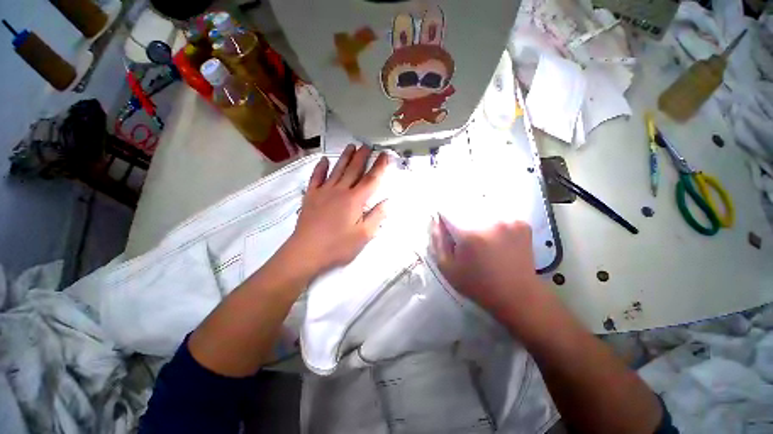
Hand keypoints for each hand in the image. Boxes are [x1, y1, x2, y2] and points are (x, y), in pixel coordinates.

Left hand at [283, 144, 388, 277]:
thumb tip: (387, 202)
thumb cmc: (338, 246)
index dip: (380, 167)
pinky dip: (320, 168)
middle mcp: (340, 191)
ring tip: (351, 146)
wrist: (306, 252)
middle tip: (368, 145)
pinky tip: (324, 160)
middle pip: (354, 170)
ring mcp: (324, 192)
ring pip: (337, 170)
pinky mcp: (311, 196)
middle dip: (362, 156)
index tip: (385, 155)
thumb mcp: (363, 236)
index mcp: (355, 200)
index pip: (371, 179)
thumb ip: (376, 217)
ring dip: (345, 157)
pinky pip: (316, 178)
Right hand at [430, 217, 547, 321]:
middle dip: (461, 218)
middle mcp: (490, 222)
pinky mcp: (522, 224)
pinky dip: (495, 221)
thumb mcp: (447, 268)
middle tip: (466, 238)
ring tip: (481, 238)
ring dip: (478, 218)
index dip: (445, 219)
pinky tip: (496, 235)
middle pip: (467, 208)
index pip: (448, 212)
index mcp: (469, 235)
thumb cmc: (477, 284)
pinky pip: (500, 214)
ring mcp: (509, 221)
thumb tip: (435, 221)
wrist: (516, 295)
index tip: (446, 228)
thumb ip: (438, 242)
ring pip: (484, 209)